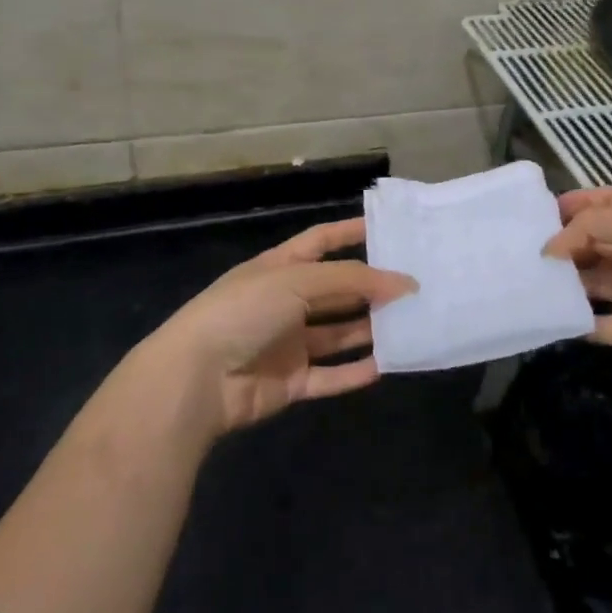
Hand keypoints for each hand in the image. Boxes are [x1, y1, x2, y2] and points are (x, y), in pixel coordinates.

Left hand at [152, 217, 414, 434]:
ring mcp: (287, 343)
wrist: (197, 379)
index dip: (350, 233)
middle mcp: (285, 302)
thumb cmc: (245, 311)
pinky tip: (387, 364)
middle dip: (371, 287)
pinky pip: (330, 375)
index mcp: (279, 268)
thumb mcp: (298, 280)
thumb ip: (353, 279)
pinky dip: (356, 372)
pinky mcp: (290, 382)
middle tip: (414, 285)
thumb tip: (404, 282)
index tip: (388, 231)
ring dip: (369, 329)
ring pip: (338, 334)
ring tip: (410, 323)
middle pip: (336, 291)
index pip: (321, 242)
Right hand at [543, 187, 611, 393]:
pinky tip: (548, 316)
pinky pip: (596, 322)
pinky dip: (574, 320)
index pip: (609, 202)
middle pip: (595, 241)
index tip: (542, 210)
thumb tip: (552, 246)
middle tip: (525, 247)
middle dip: (564, 242)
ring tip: (528, 280)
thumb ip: (591, 226)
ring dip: (564, 281)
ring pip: (591, 281)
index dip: (579, 202)